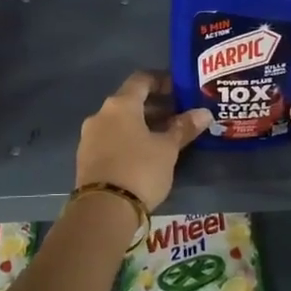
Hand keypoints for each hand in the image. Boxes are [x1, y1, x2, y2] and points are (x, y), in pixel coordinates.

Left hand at [76, 71, 211, 209]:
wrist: (103, 210)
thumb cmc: (140, 170)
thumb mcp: (167, 149)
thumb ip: (184, 128)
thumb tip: (204, 113)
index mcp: (120, 105)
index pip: (142, 79)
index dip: (162, 81)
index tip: (180, 89)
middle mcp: (100, 114)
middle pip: (130, 101)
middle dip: (155, 106)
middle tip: (179, 116)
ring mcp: (89, 136)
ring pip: (120, 122)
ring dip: (142, 125)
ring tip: (165, 137)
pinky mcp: (86, 158)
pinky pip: (111, 139)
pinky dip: (128, 139)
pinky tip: (145, 154)